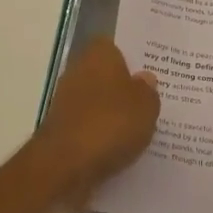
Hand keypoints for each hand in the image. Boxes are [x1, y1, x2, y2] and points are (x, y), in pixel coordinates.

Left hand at [28, 39, 159, 206]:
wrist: (64, 166)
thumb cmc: (110, 124)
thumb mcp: (146, 105)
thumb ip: (148, 90)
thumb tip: (144, 79)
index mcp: (99, 54)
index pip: (116, 46)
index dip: (132, 58)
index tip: (150, 72)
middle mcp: (78, 71)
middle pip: (106, 75)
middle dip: (124, 88)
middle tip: (150, 101)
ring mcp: (66, 102)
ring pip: (98, 102)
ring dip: (113, 114)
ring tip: (141, 129)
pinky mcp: (61, 130)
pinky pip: (90, 127)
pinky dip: (102, 135)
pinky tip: (121, 148)